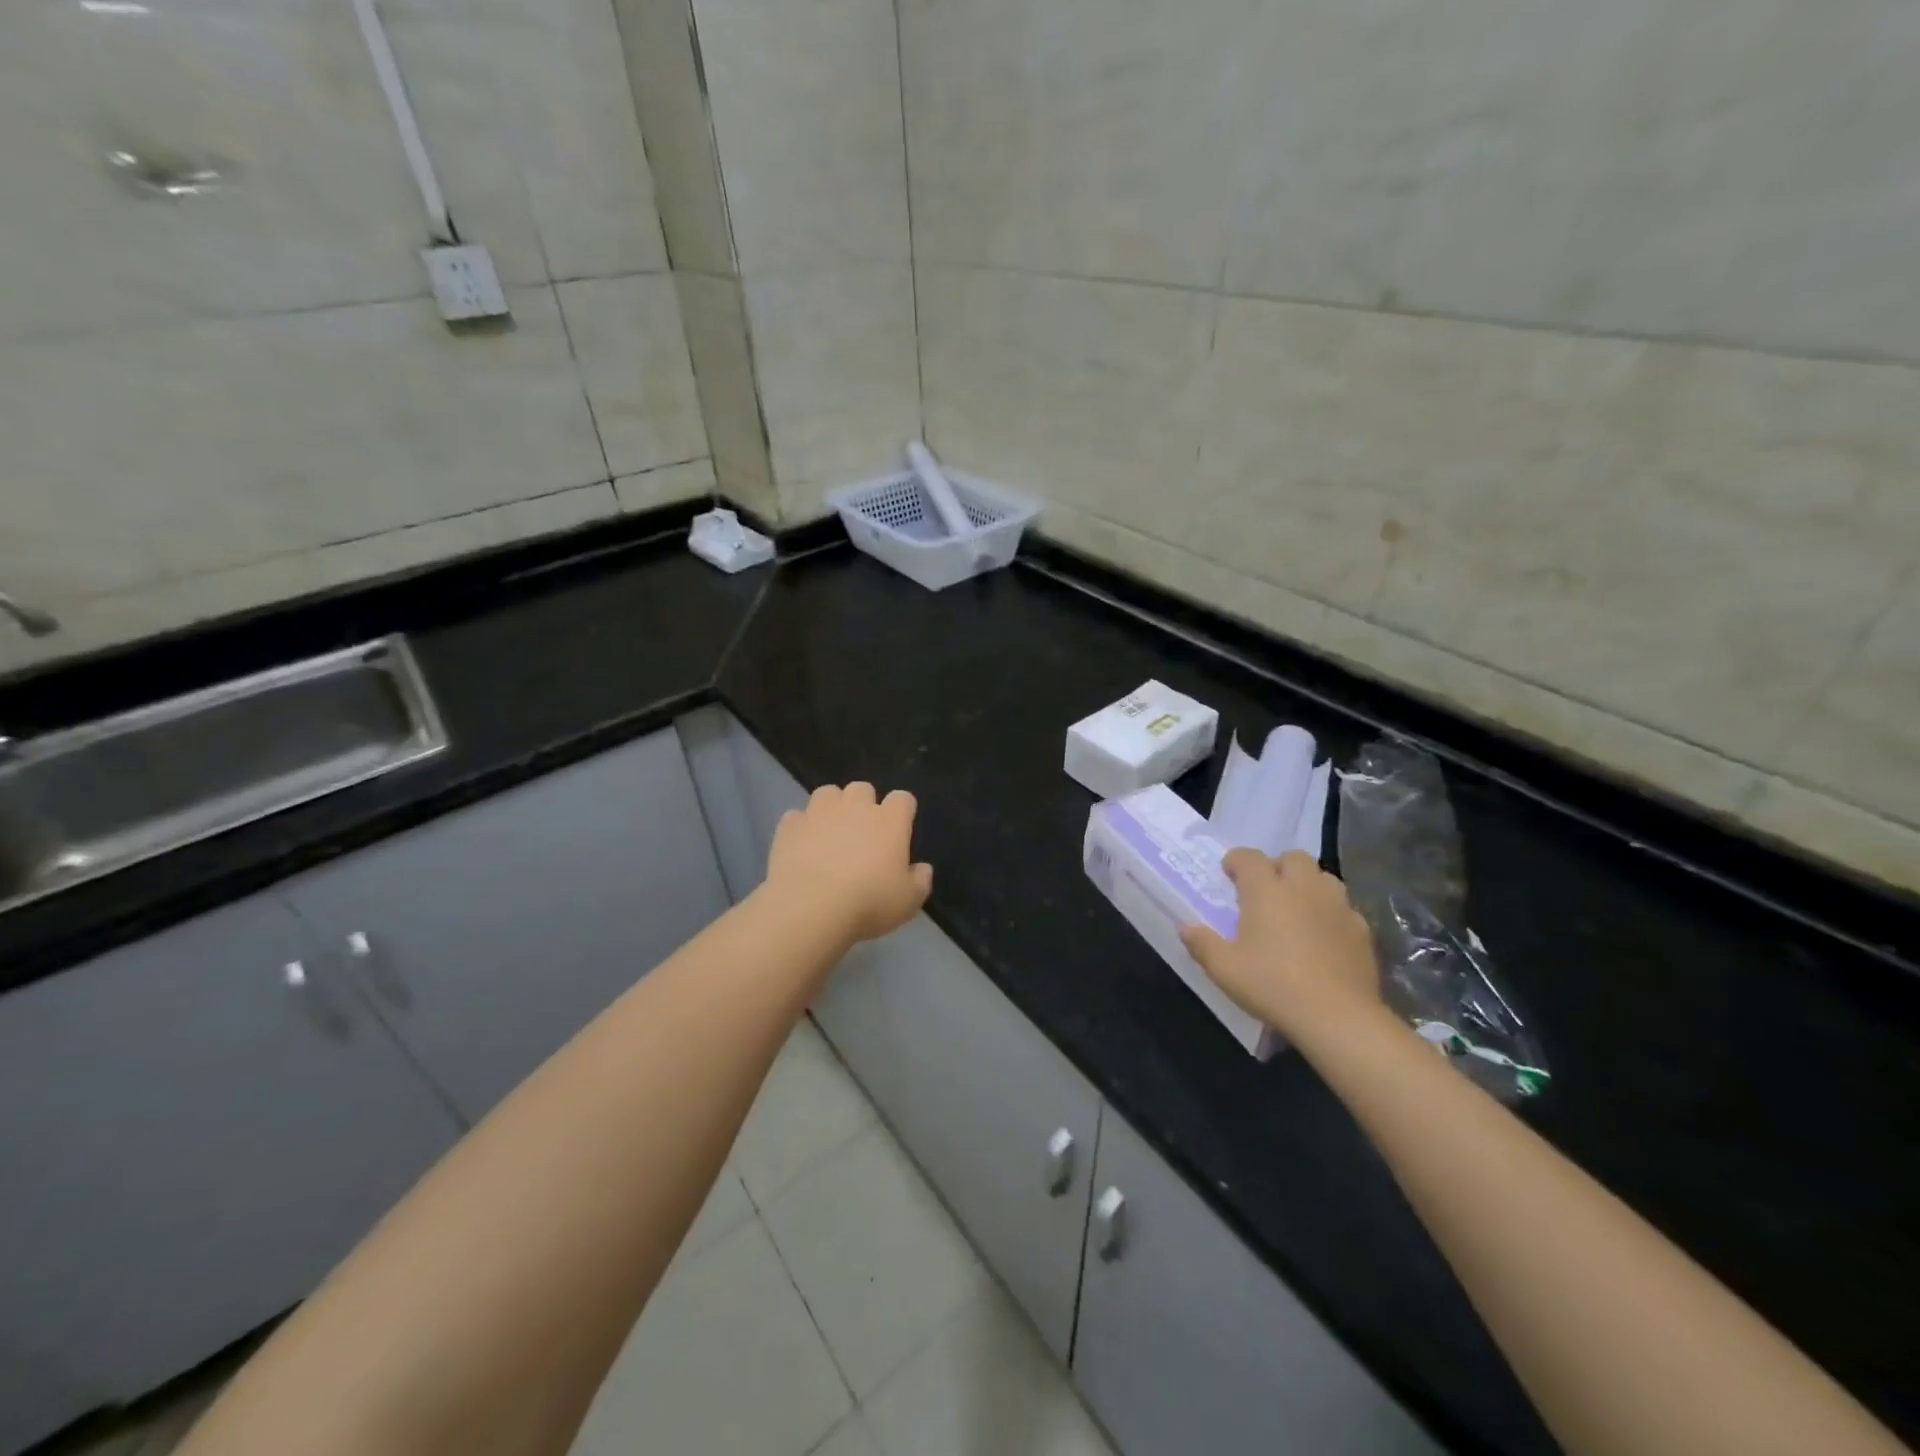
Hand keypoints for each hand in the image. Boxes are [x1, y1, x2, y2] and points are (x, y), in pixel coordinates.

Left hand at [763, 782, 933, 944]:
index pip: (903, 799)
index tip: (899, 830)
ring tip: (829, 832)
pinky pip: (797, 816)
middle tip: (862, 833)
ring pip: (828, 793)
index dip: (902, 811)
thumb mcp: (908, 902)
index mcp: (890, 821)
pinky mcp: (790, 825)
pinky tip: (801, 846)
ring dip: (831, 808)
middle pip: (863, 788)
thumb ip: (920, 881)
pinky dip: (801, 827)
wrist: (810, 907)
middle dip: (863, 804)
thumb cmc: (868, 902)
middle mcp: (855, 807)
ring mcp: (819, 812)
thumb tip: (922, 869)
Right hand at [1180, 849, 1381, 1037]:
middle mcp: (1303, 887)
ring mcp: (1337, 906)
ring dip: (1307, 885)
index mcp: (1266, 890)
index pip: (1248, 857)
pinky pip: (1344, 908)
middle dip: (1276, 867)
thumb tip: (1184, 926)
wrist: (1338, 1017)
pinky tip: (1323, 937)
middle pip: (1292, 858)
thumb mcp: (1224, 969)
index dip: (1235, 861)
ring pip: (1323, 878)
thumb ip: (1201, 943)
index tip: (1227, 875)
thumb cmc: (1272, 985)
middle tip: (1264, 892)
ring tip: (1296, 910)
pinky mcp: (1361, 929)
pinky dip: (1330, 913)